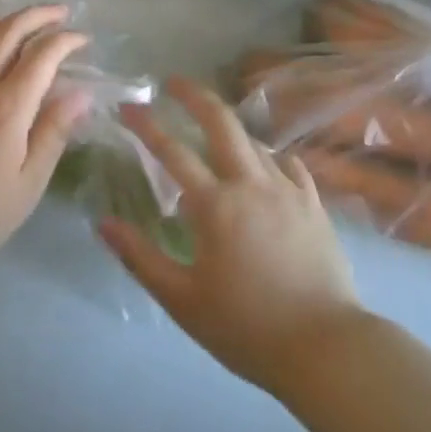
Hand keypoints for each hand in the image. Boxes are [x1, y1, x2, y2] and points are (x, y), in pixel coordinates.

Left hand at [0, 5, 91, 284]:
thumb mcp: (28, 184)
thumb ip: (53, 132)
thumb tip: (81, 93)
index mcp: (7, 107)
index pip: (42, 55)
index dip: (66, 40)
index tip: (83, 39)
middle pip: (8, 31)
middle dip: (38, 15)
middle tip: (60, 14)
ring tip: (10, 25)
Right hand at [101, 78, 364, 394]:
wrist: (328, 349)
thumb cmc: (246, 327)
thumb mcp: (182, 300)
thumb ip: (140, 257)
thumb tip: (102, 222)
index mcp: (214, 204)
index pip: (171, 150)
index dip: (146, 124)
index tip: (127, 106)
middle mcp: (250, 183)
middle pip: (221, 121)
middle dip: (194, 94)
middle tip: (173, 82)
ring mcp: (287, 190)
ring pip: (254, 140)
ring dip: (229, 127)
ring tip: (213, 129)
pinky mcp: (314, 204)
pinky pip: (288, 164)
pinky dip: (269, 156)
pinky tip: (265, 165)